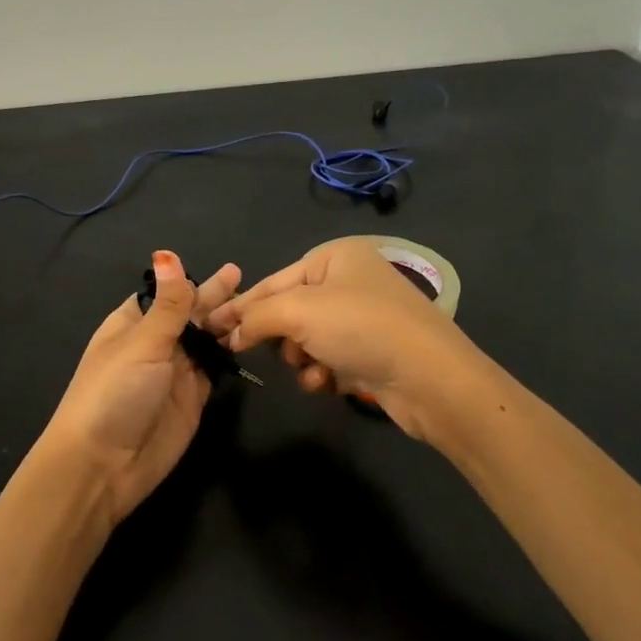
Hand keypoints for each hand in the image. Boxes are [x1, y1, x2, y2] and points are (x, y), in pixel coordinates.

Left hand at [38, 251, 240, 525]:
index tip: (222, 268)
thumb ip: (168, 304)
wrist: (103, 465)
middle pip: (190, 315)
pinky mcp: (193, 399)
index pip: (165, 294)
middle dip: (214, 298)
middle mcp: (154, 344)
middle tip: (245, 279)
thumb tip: (168, 254)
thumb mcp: (142, 343)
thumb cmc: (113, 393)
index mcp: (132, 324)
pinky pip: (215, 369)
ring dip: (226, 324)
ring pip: (206, 340)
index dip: (190, 282)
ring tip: (256, 305)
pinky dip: (230, 355)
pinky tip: (250, 339)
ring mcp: (175, 372)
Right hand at [206, 236, 484, 440]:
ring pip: (305, 340)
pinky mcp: (371, 352)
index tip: (208, 328)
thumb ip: (255, 317)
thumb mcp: (298, 312)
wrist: (431, 378)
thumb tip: (230, 334)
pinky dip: (323, 374)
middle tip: (277, 351)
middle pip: (288, 311)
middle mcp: (349, 281)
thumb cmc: (361, 328)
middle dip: (282, 337)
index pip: (272, 281)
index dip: (240, 306)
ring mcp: (362, 318)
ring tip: (316, 370)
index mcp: (334, 257)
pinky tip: (331, 383)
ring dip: (302, 360)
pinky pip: (327, 360)